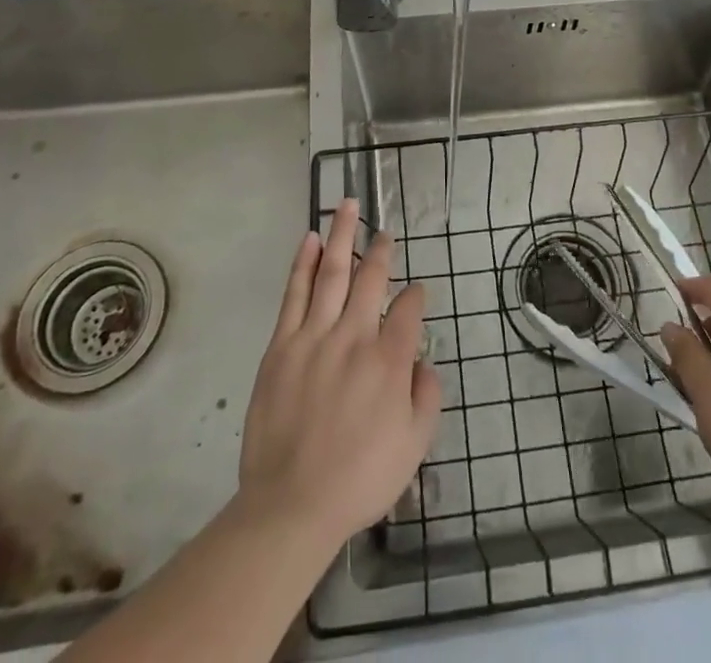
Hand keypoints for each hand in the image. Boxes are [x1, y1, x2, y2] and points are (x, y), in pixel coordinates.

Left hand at [237, 199, 441, 545]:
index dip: (417, 295)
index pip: (410, 309)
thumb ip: (427, 396)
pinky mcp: (282, 345)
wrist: (292, 505)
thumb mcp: (415, 446)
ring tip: (347, 205)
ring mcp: (316, 336)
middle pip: (372, 277)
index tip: (418, 292)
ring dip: (343, 235)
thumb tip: (424, 361)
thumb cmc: (359, 478)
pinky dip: (304, 263)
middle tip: (386, 231)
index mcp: (391, 359)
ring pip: (333, 272)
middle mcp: (356, 336)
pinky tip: (311, 239)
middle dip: (381, 250)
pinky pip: (295, 293)